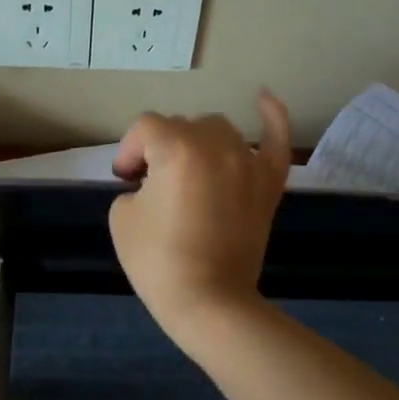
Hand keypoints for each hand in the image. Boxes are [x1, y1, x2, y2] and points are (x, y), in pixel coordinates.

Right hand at [108, 89, 291, 342]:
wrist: (209, 301)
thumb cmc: (158, 261)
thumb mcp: (122, 216)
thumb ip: (135, 184)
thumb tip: (154, 181)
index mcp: (177, 148)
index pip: (145, 128)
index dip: (129, 151)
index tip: (125, 181)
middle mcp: (217, 145)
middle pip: (181, 126)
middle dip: (160, 149)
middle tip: (152, 185)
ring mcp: (249, 162)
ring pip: (219, 129)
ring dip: (198, 141)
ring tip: (188, 170)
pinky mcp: (269, 183)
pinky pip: (276, 140)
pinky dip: (272, 117)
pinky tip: (265, 98)